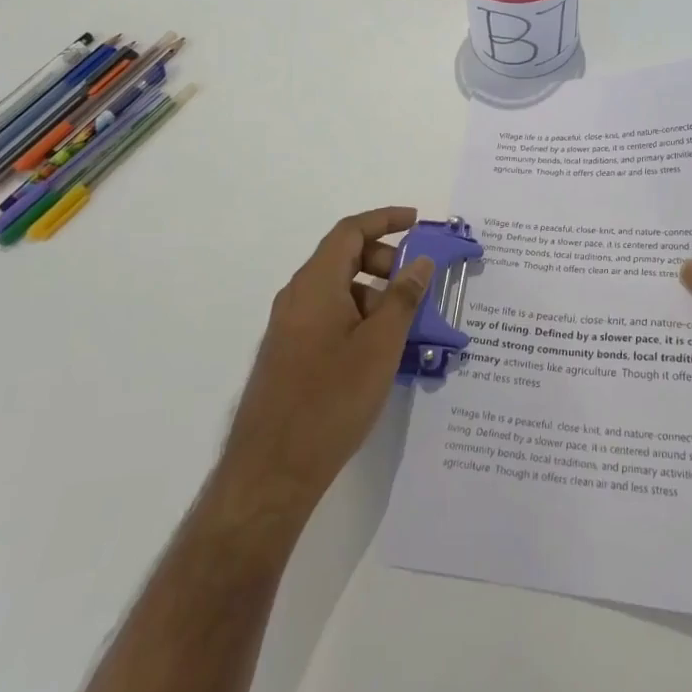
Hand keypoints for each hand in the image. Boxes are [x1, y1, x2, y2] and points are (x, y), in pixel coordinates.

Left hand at [213, 207, 434, 529]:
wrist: (271, 471)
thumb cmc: (331, 400)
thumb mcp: (380, 346)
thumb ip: (403, 298)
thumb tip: (420, 262)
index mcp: (315, 284)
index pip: (350, 231)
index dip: (385, 219)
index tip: (417, 221)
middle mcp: (297, 297)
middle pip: (343, 257)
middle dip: (384, 260)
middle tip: (417, 283)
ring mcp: (288, 327)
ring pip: (337, 290)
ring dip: (373, 294)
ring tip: (405, 325)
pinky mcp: (288, 354)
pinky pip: (327, 317)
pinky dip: (357, 317)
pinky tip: (380, 352)